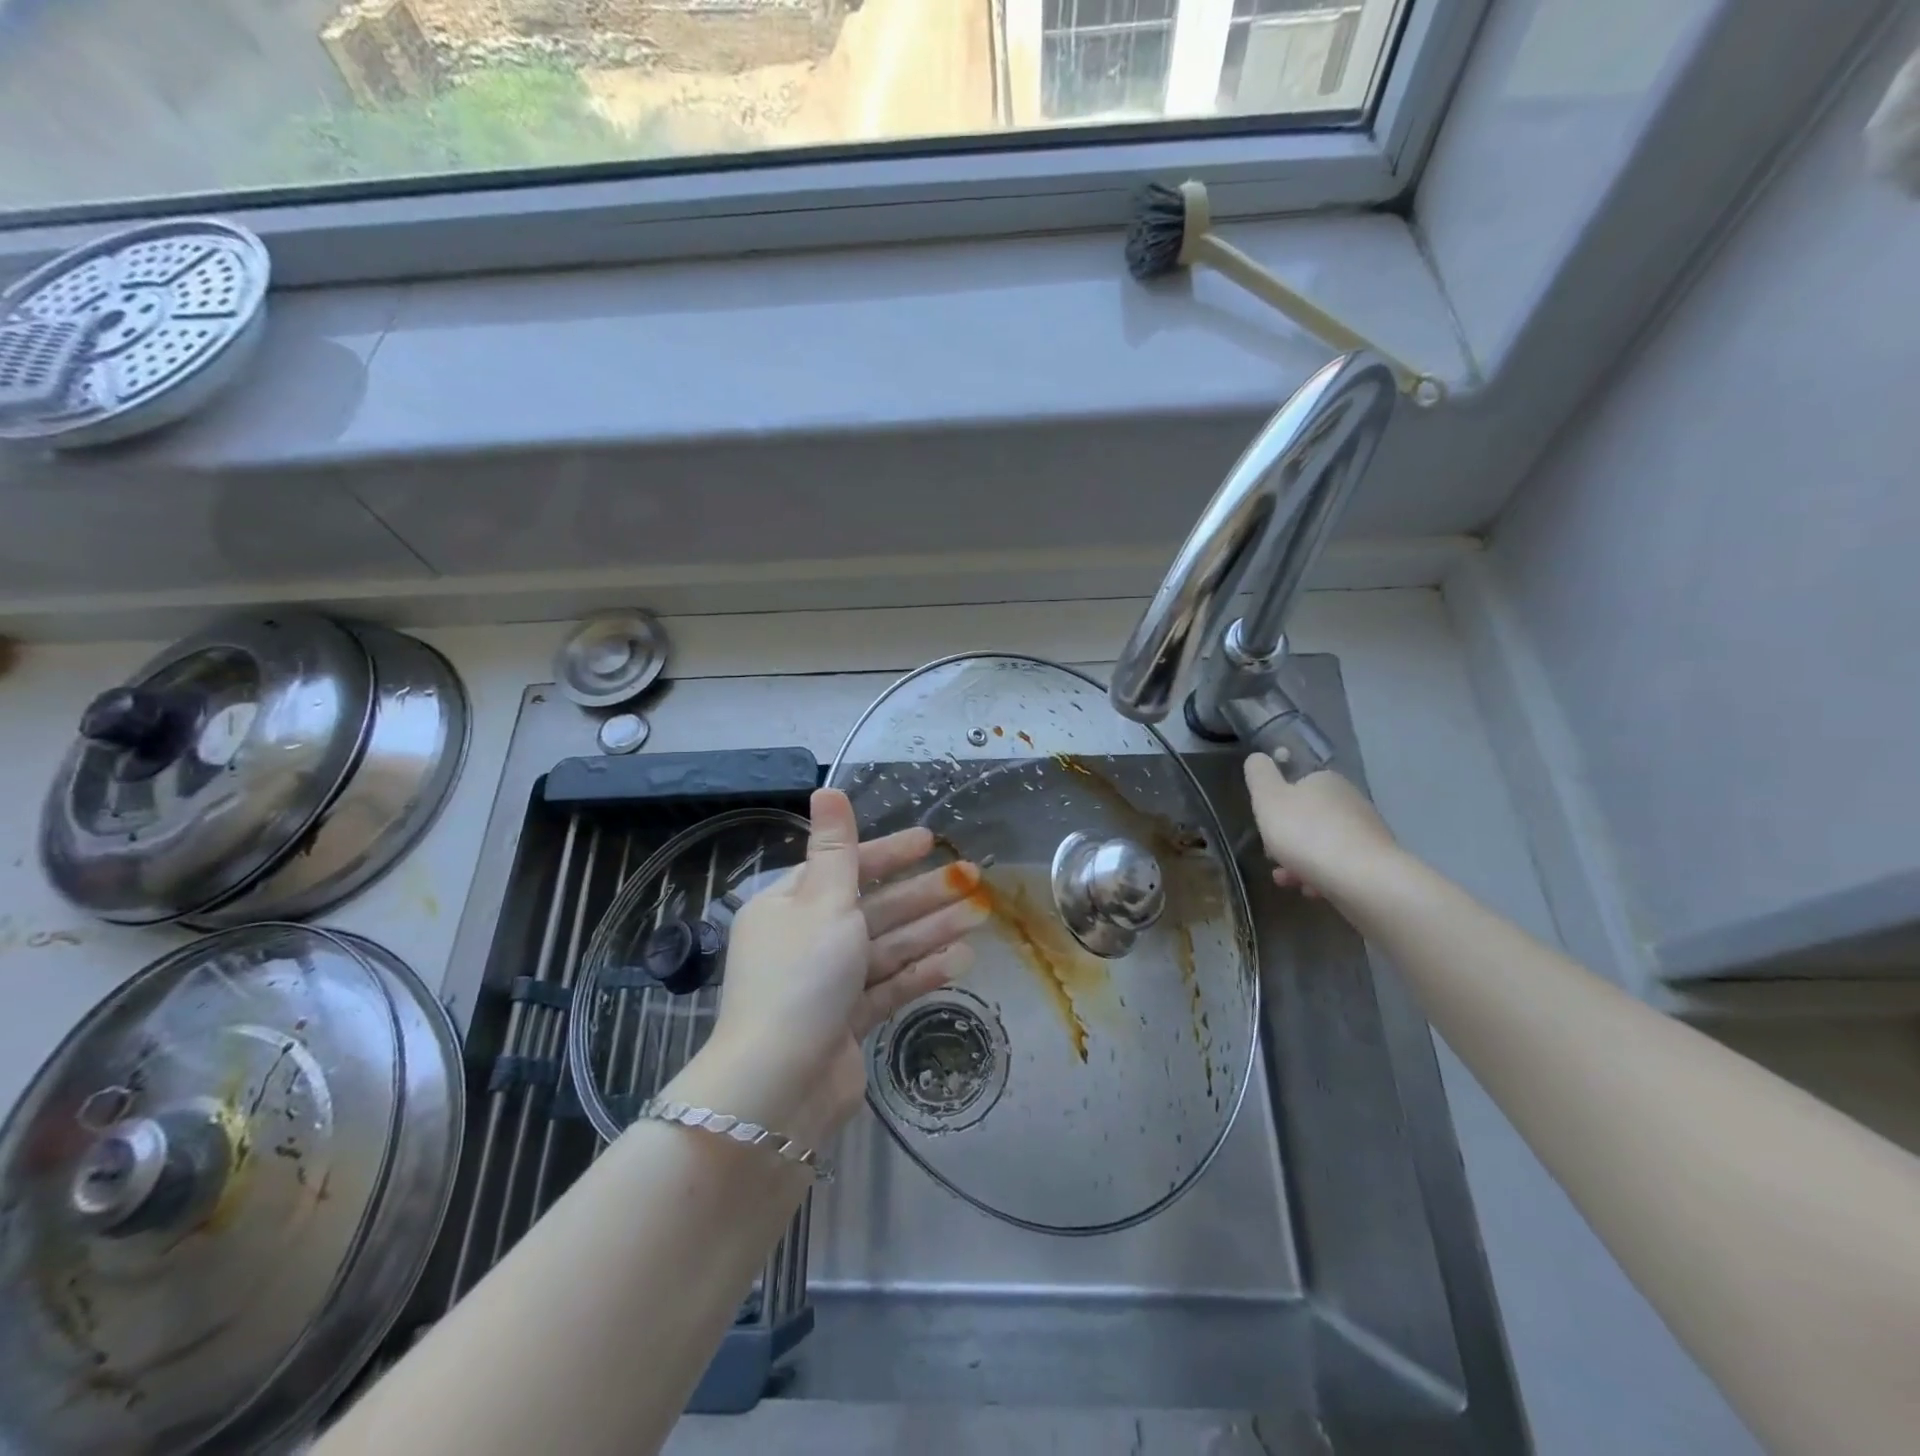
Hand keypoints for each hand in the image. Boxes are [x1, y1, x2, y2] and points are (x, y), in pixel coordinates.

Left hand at [669, 789, 985, 1148]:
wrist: (778, 1085)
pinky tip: (961, 959)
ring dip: (932, 930)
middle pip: (873, 907)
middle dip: (923, 893)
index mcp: (789, 905)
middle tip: (972, 877)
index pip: (844, 868)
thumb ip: (836, 847)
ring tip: (980, 915)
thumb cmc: (801, 977)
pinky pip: (888, 986)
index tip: (930, 841)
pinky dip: (921, 972)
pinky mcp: (847, 1022)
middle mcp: (806, 940)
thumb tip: (826, 788)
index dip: (888, 853)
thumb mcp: (822, 901)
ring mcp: (827, 984)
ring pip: (887, 946)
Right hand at [1243, 752, 1400, 903]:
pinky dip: (1322, 875)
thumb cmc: (1306, 833)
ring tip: (1288, 881)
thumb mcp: (1268, 799)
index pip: (1296, 786)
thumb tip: (1257, 757)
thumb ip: (1258, 775)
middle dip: (1287, 838)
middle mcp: (1350, 800)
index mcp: (1325, 780)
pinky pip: (1340, 865)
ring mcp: (1367, 831)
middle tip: (1272, 858)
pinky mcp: (1377, 861)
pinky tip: (1312, 891)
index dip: (1275, 807)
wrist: (1363, 879)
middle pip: (1308, 818)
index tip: (1265, 828)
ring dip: (1300, 861)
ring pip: (1323, 844)